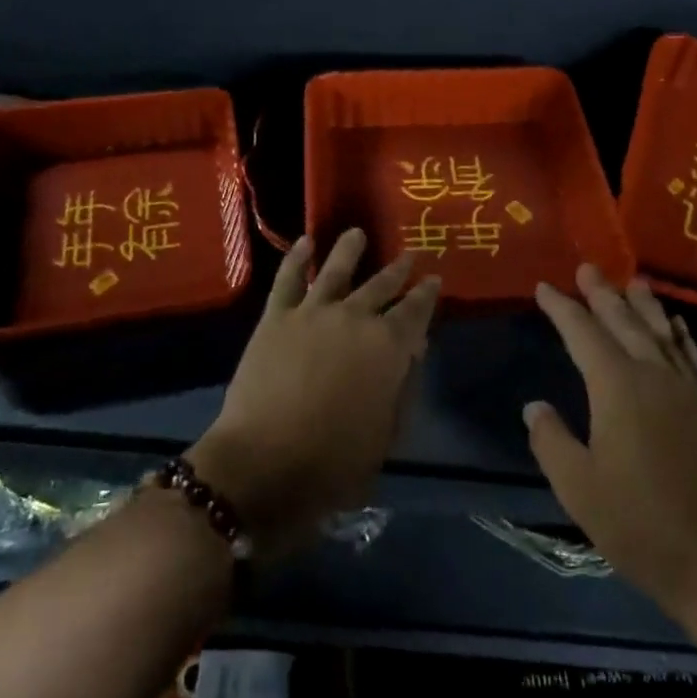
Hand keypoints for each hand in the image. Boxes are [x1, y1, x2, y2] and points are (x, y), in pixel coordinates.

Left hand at [187, 229, 439, 553]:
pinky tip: (305, 243)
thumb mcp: (385, 436)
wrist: (262, 465)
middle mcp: (355, 318)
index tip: (434, 280)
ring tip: (356, 233)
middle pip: (381, 285)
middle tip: (410, 255)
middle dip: (398, 270)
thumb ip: (402, 389)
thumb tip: (412, 351)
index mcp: (388, 348)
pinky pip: (288, 279)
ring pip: (336, 270)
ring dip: (349, 249)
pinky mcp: (276, 317)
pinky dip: (297, 258)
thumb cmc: (332, 463)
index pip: (415, 312)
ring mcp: (313, 313)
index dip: (427, 294)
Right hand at [526, 266, 696, 619]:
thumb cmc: (642, 525)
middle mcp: (654, 376)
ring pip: (662, 334)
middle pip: (624, 323)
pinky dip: (682, 337)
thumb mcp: (579, 488)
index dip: (561, 308)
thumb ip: (552, 440)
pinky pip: (693, 358)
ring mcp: (689, 391)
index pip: (582, 333)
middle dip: (603, 294)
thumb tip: (535, 406)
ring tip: (633, 282)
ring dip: (645, 306)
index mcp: (617, 387)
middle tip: (588, 267)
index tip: (545, 287)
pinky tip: (678, 329)